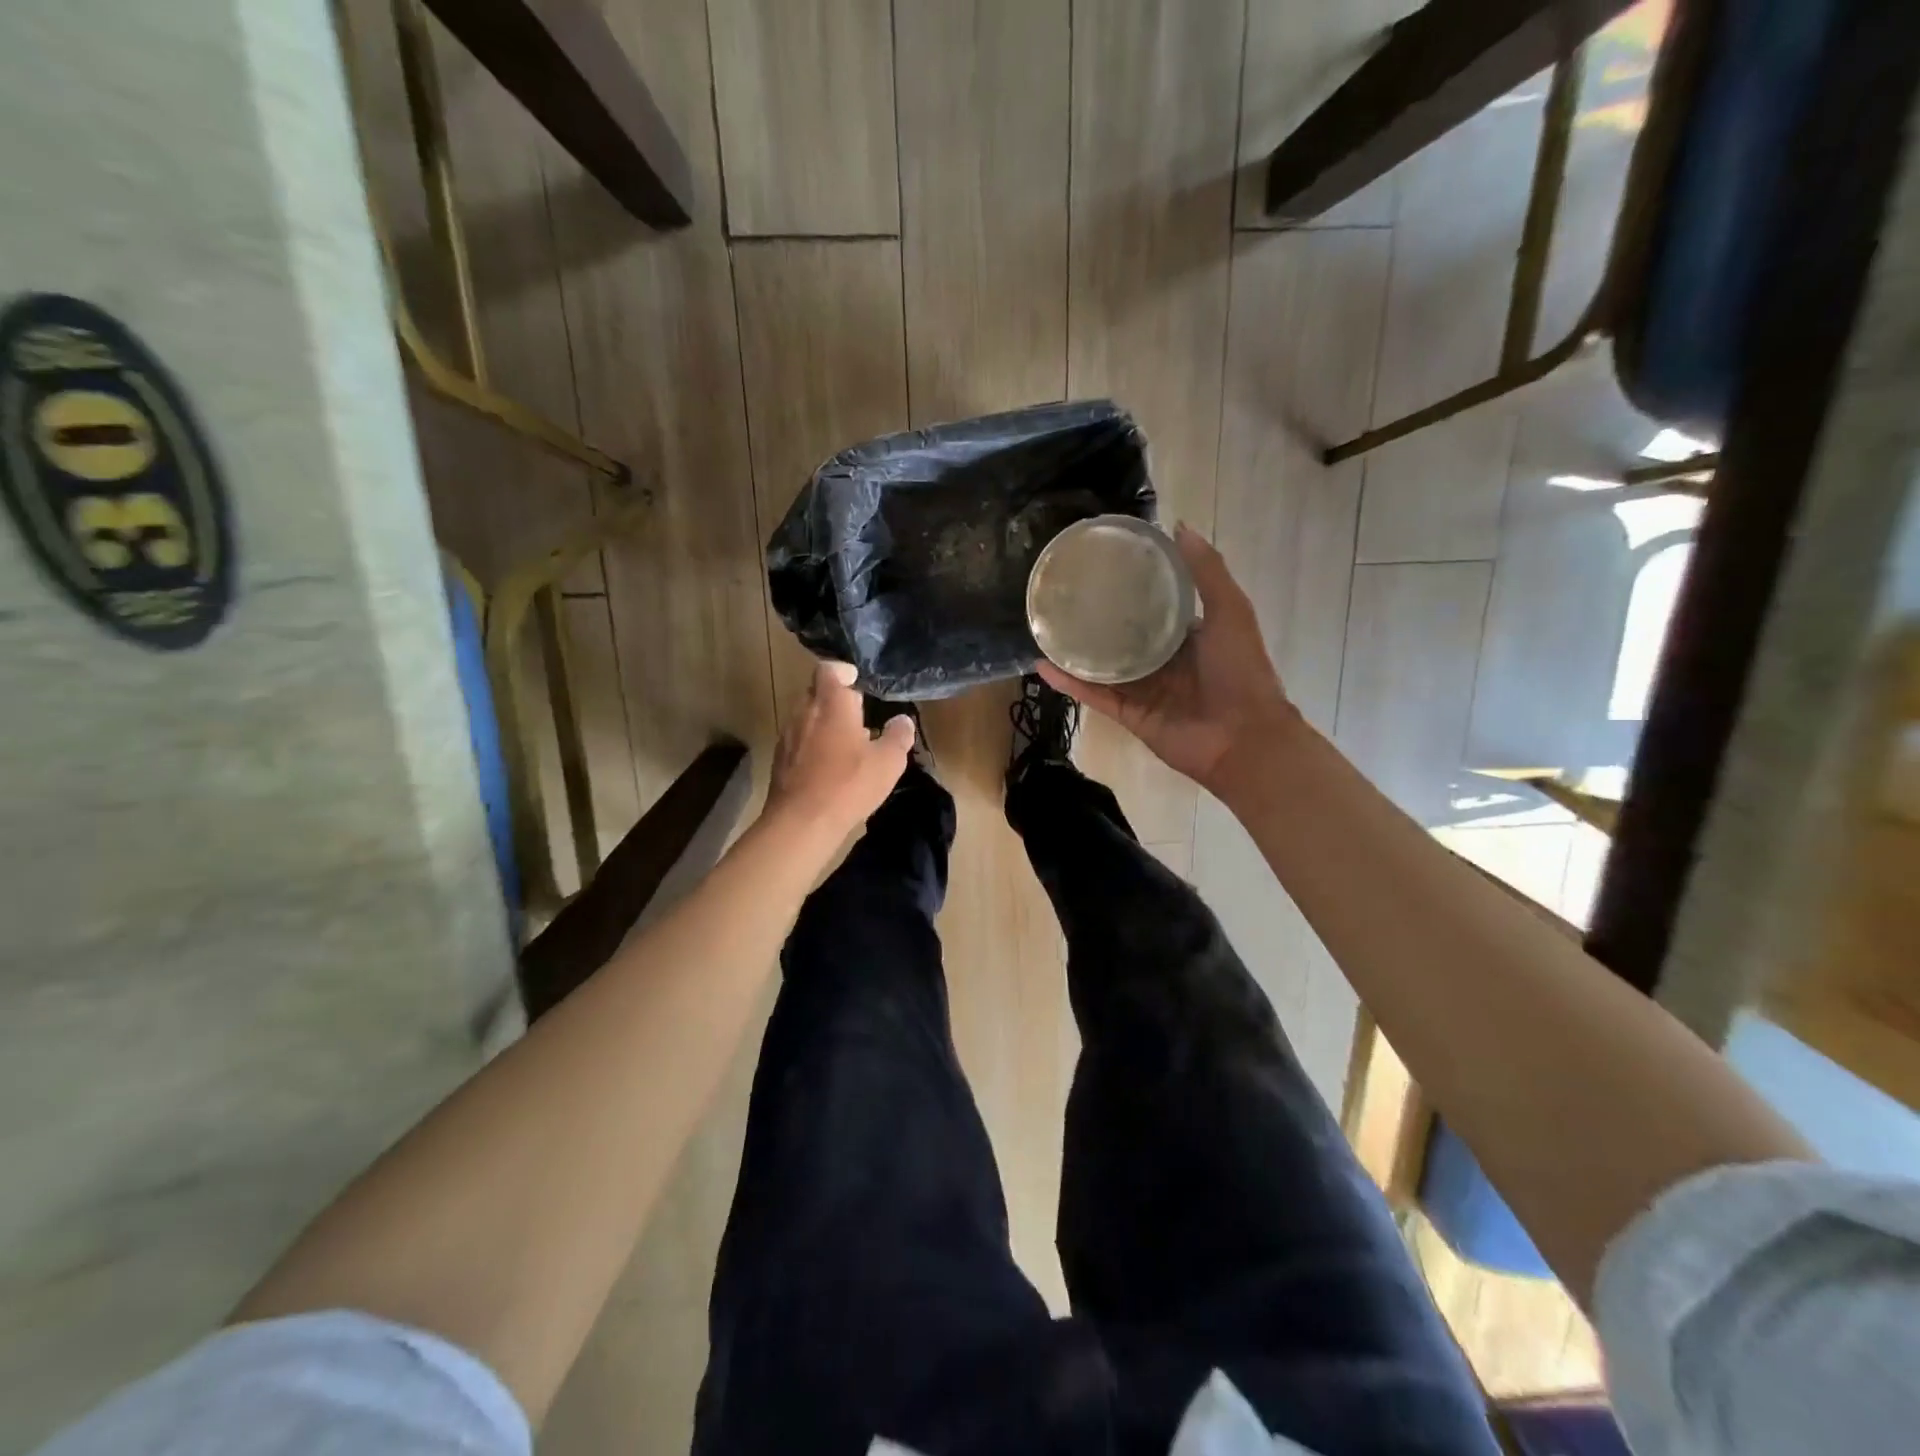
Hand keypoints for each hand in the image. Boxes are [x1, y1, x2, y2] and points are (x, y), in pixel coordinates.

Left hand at [766, 660, 913, 839]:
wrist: (801, 821)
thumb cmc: (849, 784)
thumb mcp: (888, 762)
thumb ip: (898, 736)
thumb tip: (903, 720)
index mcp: (832, 703)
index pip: (830, 669)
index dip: (843, 671)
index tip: (856, 680)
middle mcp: (805, 711)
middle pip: (817, 692)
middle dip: (836, 699)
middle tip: (858, 715)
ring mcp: (788, 735)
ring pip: (806, 716)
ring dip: (824, 723)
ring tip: (846, 742)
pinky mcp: (780, 758)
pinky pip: (798, 739)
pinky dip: (812, 743)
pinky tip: (828, 765)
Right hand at [1039, 525, 1295, 790]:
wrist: (1243, 739)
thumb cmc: (1241, 671)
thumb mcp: (1230, 611)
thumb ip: (1206, 572)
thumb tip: (1177, 526)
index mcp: (1188, 635)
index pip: (1154, 605)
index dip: (1132, 586)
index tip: (1102, 564)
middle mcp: (1163, 660)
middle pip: (1122, 635)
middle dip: (1097, 617)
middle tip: (1063, 592)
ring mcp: (1143, 689)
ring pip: (1102, 666)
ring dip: (1075, 650)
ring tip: (1043, 626)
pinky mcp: (1128, 714)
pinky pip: (1094, 695)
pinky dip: (1069, 682)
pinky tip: (1042, 664)